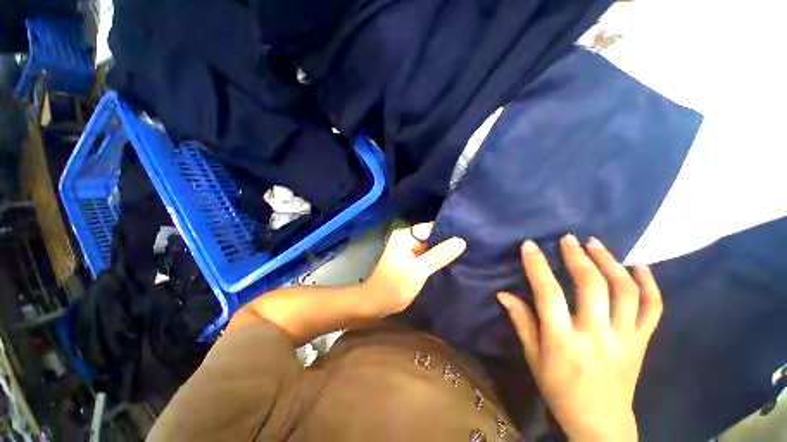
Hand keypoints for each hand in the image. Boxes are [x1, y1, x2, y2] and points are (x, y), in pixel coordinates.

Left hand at [364, 223, 465, 316]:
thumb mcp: (418, 271)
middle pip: (432, 236)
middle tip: (470, 247)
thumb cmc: (394, 287)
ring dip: (444, 251)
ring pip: (432, 246)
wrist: (377, 304)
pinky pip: (429, 255)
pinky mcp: (412, 260)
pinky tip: (454, 262)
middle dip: (448, 242)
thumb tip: (461, 241)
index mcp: (405, 236)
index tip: (469, 236)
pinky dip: (438, 259)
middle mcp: (407, 239)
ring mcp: (409, 249)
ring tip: (466, 254)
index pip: (432, 227)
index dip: (449, 232)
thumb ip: (438, 256)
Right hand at [497, 235, 662, 441]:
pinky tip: (640, 266)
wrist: (601, 424)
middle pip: (592, 286)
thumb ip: (521, 321)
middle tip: (568, 238)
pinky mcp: (642, 342)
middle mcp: (597, 335)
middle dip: (578, 257)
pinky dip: (650, 285)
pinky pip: (653, 309)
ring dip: (610, 262)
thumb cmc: (559, 389)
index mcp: (563, 341)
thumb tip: (503, 293)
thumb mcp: (533, 357)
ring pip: (625, 291)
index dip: (537, 265)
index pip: (548, 293)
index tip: (530, 245)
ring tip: (596, 243)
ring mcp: (625, 338)